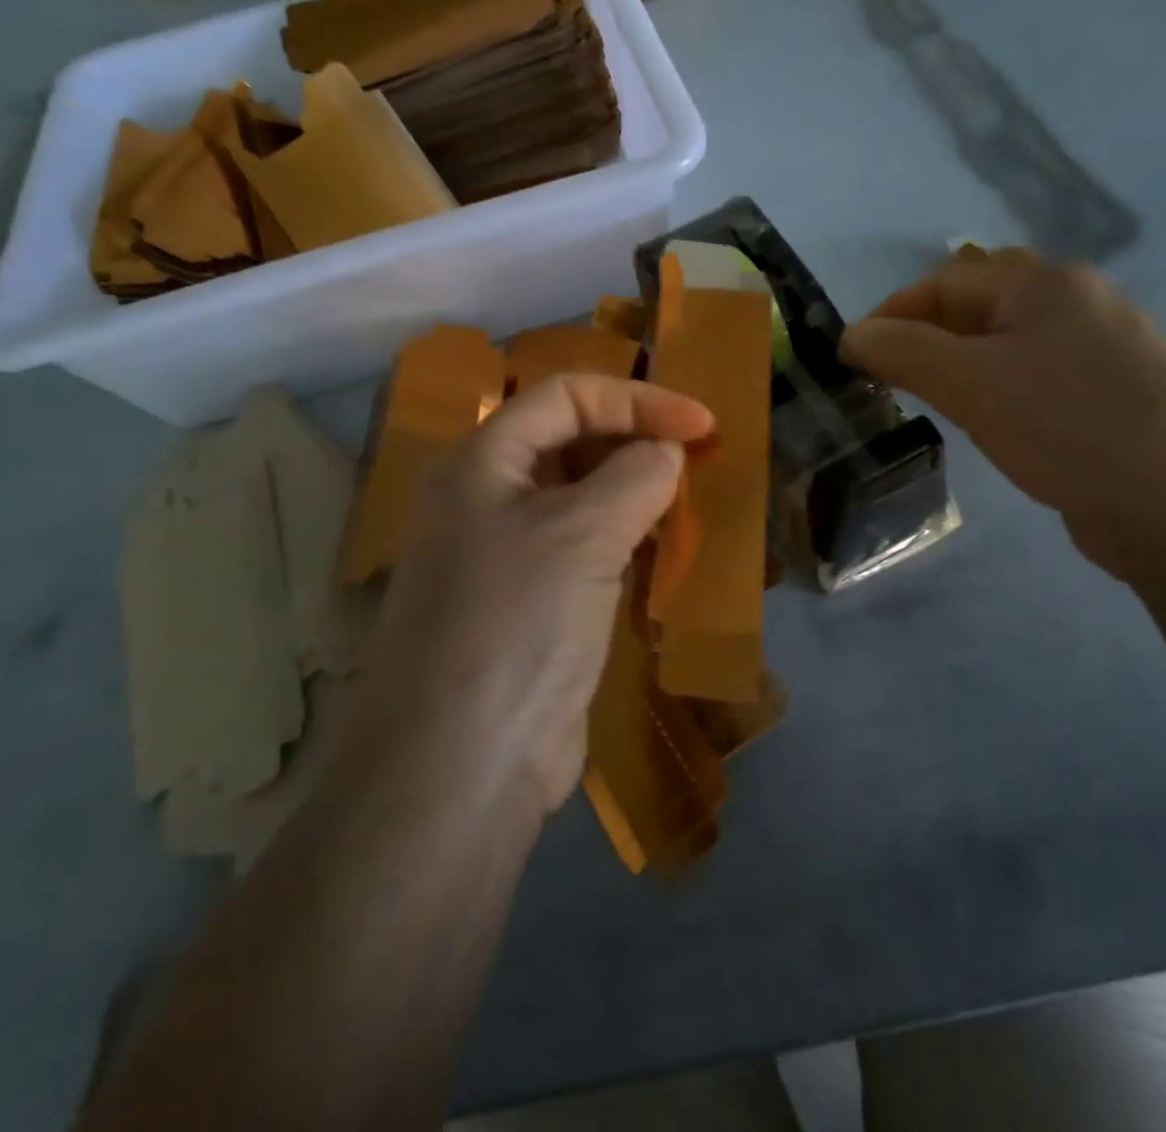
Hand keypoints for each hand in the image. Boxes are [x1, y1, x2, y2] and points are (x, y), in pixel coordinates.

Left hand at [358, 375, 713, 816]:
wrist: (461, 767)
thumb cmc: (516, 624)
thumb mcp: (581, 533)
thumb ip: (635, 476)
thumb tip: (666, 451)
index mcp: (482, 463)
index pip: (565, 397)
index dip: (636, 400)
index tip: (703, 425)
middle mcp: (488, 500)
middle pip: (571, 443)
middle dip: (636, 442)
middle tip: (700, 462)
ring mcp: (508, 556)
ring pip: (582, 499)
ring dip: (635, 493)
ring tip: (689, 502)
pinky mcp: (533, 607)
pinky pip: (586, 552)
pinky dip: (626, 541)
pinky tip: (664, 552)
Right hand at [840, 249, 1165, 586]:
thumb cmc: (1069, 427)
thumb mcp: (971, 383)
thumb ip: (903, 352)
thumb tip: (851, 336)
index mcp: (1045, 284)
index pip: (945, 282)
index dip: (891, 314)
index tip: (854, 358)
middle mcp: (1079, 303)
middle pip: (980, 307)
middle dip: (927, 336)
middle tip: (891, 378)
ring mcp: (1105, 351)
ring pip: (1010, 345)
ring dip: (962, 365)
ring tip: (932, 401)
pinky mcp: (1116, 397)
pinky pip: (1038, 379)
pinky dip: (1000, 391)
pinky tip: (992, 423)